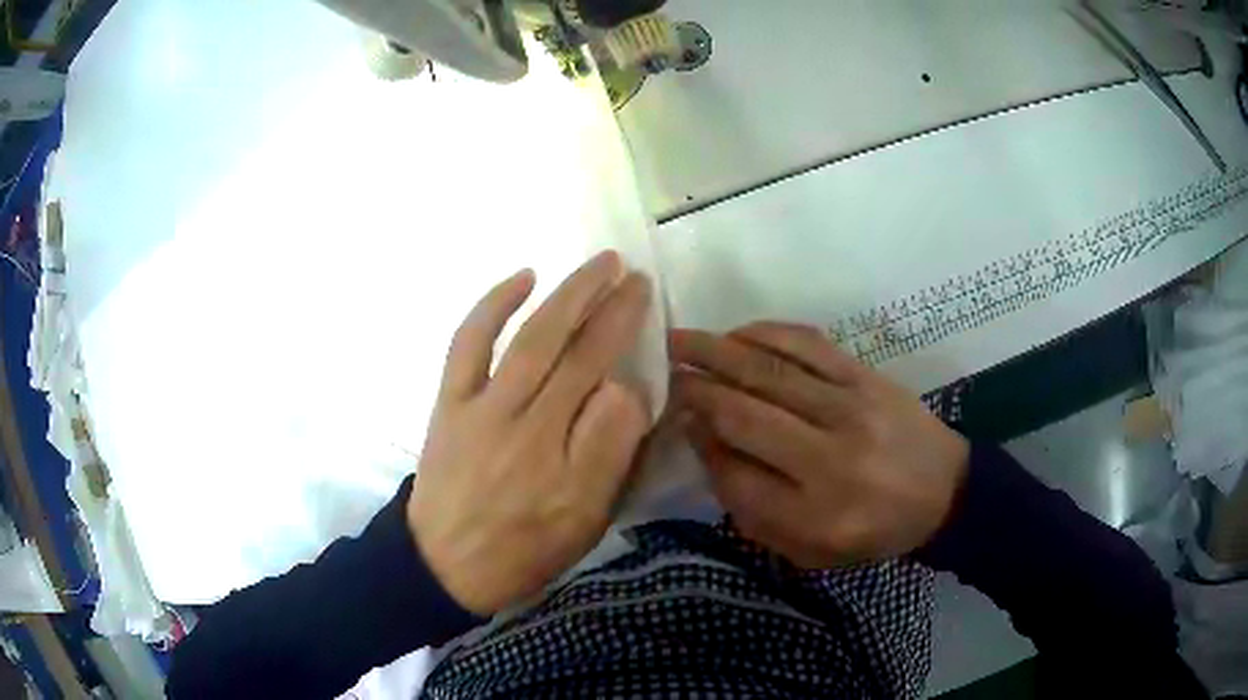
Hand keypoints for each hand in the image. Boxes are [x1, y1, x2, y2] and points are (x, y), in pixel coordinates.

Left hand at [409, 252, 652, 614]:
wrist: (445, 565)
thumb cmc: (525, 549)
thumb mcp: (585, 521)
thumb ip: (611, 454)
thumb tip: (627, 390)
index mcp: (561, 456)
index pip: (605, 381)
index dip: (627, 339)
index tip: (646, 308)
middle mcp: (522, 421)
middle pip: (571, 350)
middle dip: (607, 305)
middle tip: (632, 273)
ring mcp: (479, 407)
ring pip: (530, 338)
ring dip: (566, 295)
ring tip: (597, 266)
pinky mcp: (449, 402)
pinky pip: (468, 343)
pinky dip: (492, 305)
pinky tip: (522, 278)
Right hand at [671, 323, 968, 567]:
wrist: (944, 493)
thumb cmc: (873, 531)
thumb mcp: (810, 550)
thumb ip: (754, 510)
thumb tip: (707, 444)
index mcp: (817, 513)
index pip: (734, 475)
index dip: (697, 444)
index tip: (674, 420)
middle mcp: (830, 457)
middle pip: (743, 413)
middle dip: (693, 388)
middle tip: (660, 369)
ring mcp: (851, 407)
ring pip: (768, 370)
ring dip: (716, 351)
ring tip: (679, 340)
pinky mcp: (866, 376)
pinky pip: (807, 344)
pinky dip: (764, 333)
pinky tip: (737, 333)